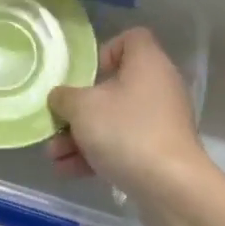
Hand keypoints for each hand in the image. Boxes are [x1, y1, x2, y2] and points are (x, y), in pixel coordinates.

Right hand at [47, 29, 215, 219]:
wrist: (171, 187)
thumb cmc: (125, 132)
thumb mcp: (82, 108)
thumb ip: (64, 97)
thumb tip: (60, 97)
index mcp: (147, 63)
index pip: (131, 39)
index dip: (105, 51)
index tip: (85, 75)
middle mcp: (158, 87)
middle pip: (114, 87)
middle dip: (79, 109)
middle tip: (57, 122)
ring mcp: (160, 122)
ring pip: (114, 120)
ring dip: (80, 137)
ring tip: (54, 155)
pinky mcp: (159, 152)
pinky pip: (122, 145)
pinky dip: (97, 154)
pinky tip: (67, 171)